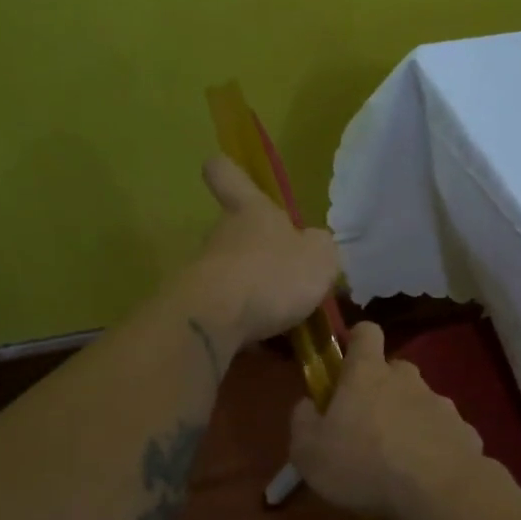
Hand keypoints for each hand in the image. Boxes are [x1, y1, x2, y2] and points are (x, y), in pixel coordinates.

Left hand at [190, 156, 340, 345]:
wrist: (217, 320)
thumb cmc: (273, 274)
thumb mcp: (320, 257)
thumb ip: (321, 249)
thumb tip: (315, 246)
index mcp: (251, 211)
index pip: (228, 175)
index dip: (229, 171)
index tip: (228, 173)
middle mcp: (222, 235)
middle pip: (237, 235)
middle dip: (261, 256)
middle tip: (291, 282)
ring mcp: (206, 272)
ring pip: (235, 278)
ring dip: (257, 296)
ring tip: (288, 324)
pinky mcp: (199, 309)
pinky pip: (230, 314)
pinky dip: (249, 327)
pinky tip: (271, 348)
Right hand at [288, 322, 484, 519]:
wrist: (438, 492)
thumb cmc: (364, 465)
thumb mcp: (309, 452)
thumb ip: (303, 422)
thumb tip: (307, 405)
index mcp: (367, 374)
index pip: (366, 332)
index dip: (356, 341)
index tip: (347, 364)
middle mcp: (407, 379)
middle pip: (394, 370)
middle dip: (382, 390)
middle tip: (366, 426)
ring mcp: (441, 404)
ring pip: (420, 402)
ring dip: (409, 421)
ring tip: (398, 460)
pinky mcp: (465, 432)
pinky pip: (443, 433)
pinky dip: (434, 447)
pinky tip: (426, 476)